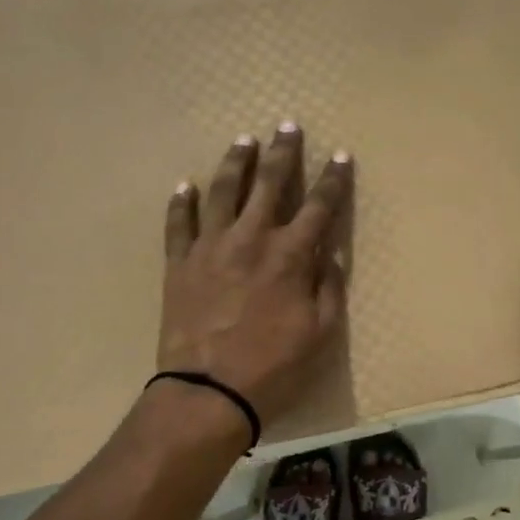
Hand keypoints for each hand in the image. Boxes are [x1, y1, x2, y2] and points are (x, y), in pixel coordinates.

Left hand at [158, 124, 352, 424]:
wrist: (207, 393)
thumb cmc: (273, 368)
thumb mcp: (320, 333)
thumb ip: (328, 288)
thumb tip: (330, 254)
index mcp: (290, 256)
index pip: (320, 206)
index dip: (334, 179)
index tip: (341, 155)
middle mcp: (251, 239)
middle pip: (270, 184)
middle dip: (283, 153)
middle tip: (287, 126)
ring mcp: (211, 248)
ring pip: (224, 192)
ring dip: (236, 163)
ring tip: (244, 141)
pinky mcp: (179, 264)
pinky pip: (178, 224)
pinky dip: (182, 203)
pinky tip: (185, 185)